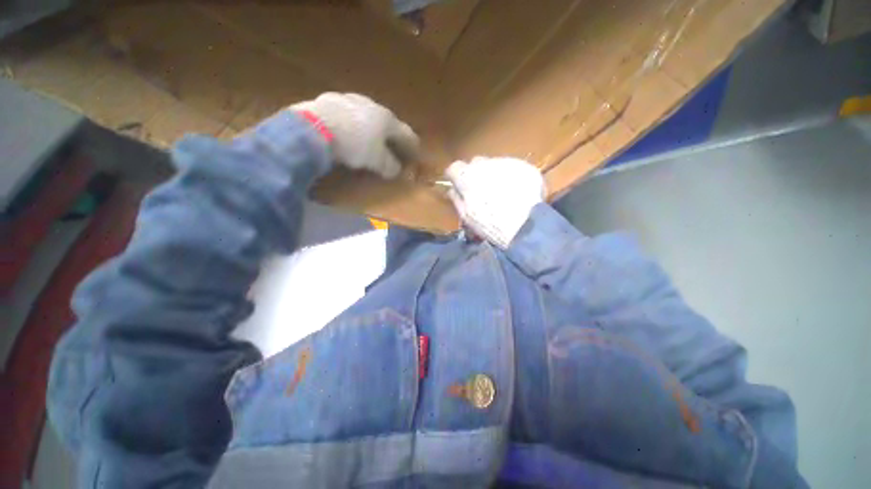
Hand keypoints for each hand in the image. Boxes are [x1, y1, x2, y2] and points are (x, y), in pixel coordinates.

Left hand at [292, 93, 419, 178]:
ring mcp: (350, 100)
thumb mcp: (377, 160)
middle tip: (394, 145)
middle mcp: (371, 105)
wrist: (315, 127)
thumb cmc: (355, 144)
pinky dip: (353, 124)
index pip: (405, 133)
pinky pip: (349, 114)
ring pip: (367, 115)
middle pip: (387, 122)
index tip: (416, 152)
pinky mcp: (330, 101)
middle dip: (391, 135)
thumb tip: (396, 170)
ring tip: (371, 138)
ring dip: (372, 128)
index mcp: (386, 119)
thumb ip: (389, 165)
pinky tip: (348, 131)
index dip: (412, 144)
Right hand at [446, 157, 545, 248]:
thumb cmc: (489, 223)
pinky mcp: (524, 166)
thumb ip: (457, 199)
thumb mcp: (466, 216)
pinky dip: (511, 177)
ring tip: (502, 193)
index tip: (458, 186)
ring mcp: (506, 163)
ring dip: (494, 174)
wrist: (524, 224)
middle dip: (475, 174)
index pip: (454, 168)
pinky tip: (516, 192)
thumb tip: (452, 190)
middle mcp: (485, 164)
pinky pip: (513, 168)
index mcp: (466, 176)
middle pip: (475, 163)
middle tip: (481, 190)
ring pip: (495, 164)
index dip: (455, 177)